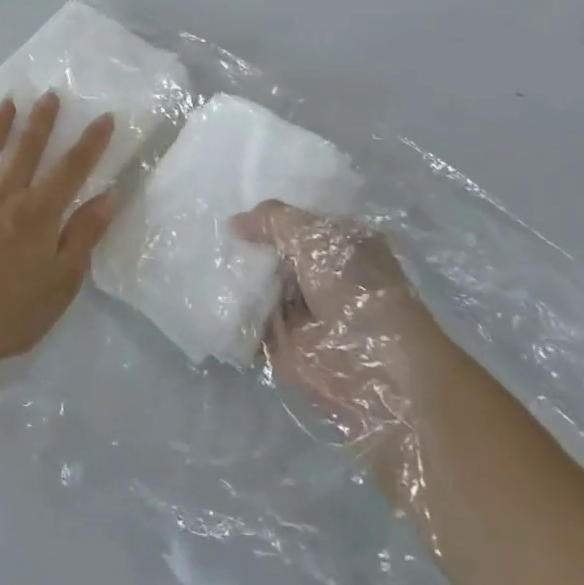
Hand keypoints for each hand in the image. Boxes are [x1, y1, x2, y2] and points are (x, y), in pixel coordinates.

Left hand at [0, 92, 115, 362]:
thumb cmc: (11, 313)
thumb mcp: (62, 282)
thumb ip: (83, 236)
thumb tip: (107, 196)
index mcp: (37, 213)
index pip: (71, 169)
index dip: (90, 142)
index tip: (104, 117)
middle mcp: (2, 196)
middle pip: (25, 150)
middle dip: (41, 121)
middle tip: (49, 95)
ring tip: (6, 103)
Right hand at [235, 201, 443, 456]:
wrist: (378, 368)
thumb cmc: (355, 289)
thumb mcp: (314, 236)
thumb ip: (273, 220)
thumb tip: (235, 222)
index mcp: (343, 243)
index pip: (297, 223)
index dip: (266, 219)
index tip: (232, 215)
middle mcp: (324, 276)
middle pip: (274, 256)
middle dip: (246, 250)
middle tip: (214, 241)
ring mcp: (305, 312)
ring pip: (260, 288)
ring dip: (236, 281)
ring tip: (205, 267)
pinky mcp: (287, 346)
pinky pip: (251, 323)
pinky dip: (232, 315)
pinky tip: (211, 298)